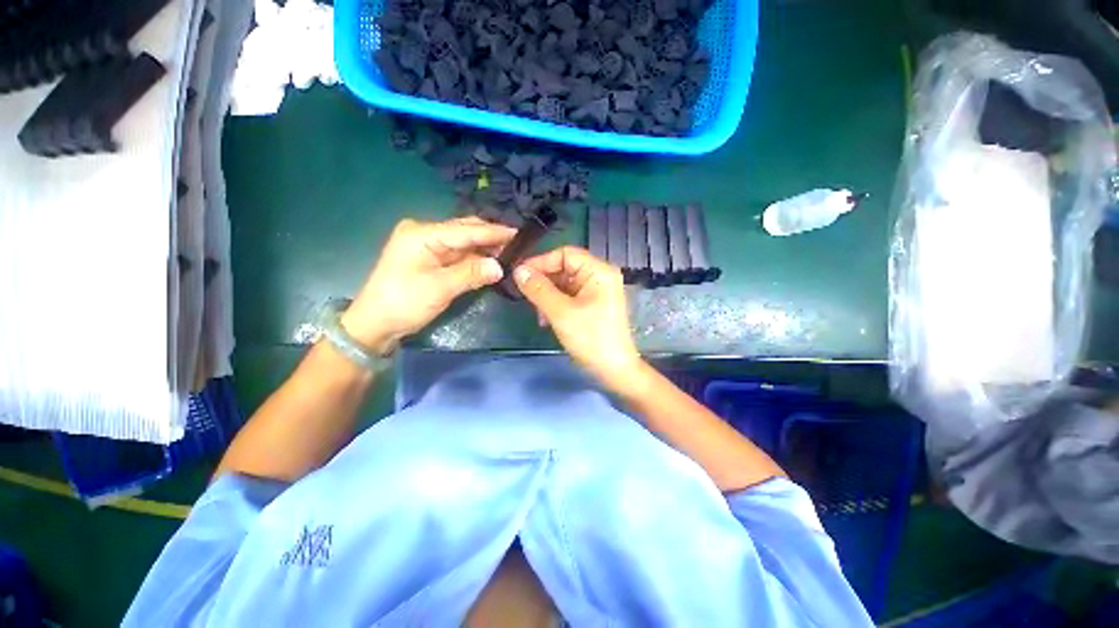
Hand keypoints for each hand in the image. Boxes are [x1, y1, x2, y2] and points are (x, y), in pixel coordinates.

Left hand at [341, 217, 514, 353]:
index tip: (518, 234)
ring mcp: (427, 245)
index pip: (465, 230)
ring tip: (509, 252)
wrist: (376, 324)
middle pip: (464, 230)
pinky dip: (475, 258)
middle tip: (517, 244)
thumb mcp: (439, 288)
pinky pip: (459, 254)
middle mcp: (425, 233)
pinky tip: (491, 260)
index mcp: (422, 234)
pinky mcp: (430, 258)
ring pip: (464, 242)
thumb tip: (500, 267)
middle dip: (490, 237)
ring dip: (485, 248)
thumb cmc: (403, 303)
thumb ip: (471, 273)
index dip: (493, 232)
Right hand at [513, 246, 641, 387]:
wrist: (614, 370)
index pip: (565, 254)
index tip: (519, 274)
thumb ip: (538, 289)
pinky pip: (570, 296)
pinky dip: (556, 304)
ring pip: (565, 283)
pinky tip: (547, 318)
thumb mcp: (561, 313)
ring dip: (548, 295)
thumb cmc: (591, 339)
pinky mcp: (594, 304)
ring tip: (537, 313)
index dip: (541, 262)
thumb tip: (518, 271)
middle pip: (565, 268)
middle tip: (525, 295)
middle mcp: (600, 276)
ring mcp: (598, 291)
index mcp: (599, 271)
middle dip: (544, 282)